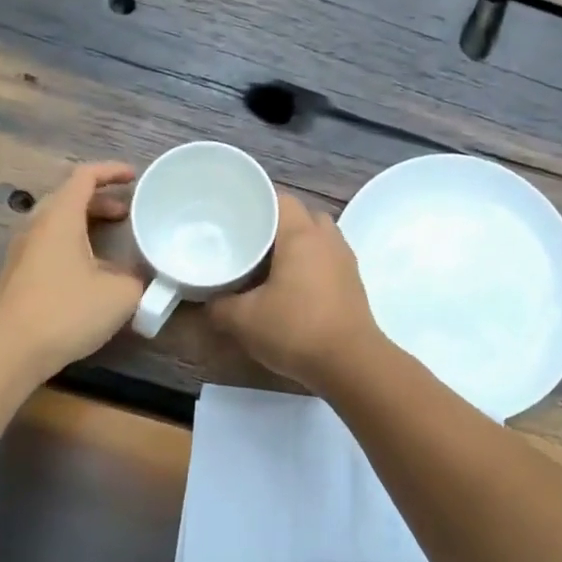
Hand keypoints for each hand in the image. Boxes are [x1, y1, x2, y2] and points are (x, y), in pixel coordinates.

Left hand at [0, 162, 142, 377]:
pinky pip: (49, 246)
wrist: (10, 351)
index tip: (134, 177)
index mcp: (60, 217)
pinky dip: (73, 245)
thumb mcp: (121, 294)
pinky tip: (91, 271)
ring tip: (112, 240)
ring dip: (86, 224)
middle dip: (100, 200)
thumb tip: (139, 275)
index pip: (84, 176)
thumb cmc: (67, 311)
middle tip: (127, 213)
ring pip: (57, 223)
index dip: (111, 171)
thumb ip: (137, 278)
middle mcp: (37, 226)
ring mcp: (23, 252)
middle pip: (68, 198)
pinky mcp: (18, 276)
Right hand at [208, 193, 382, 393]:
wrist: (350, 363)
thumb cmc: (296, 329)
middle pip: (300, 215)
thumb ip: (219, 306)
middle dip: (275, 224)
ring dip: (295, 245)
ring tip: (268, 264)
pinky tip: (291, 286)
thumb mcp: (244, 320)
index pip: (280, 198)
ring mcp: (344, 259)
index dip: (256, 200)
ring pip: (316, 237)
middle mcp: (327, 238)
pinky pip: (327, 258)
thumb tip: (208, 301)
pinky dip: (309, 263)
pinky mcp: (352, 281)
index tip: (234, 213)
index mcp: (301, 234)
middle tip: (249, 240)